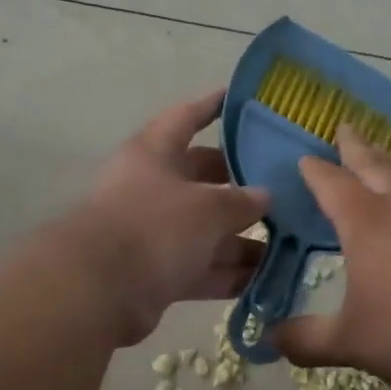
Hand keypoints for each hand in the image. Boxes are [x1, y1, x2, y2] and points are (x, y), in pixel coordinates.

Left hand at [58, 90, 270, 345]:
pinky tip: (268, 278)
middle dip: (240, 184)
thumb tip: (264, 196)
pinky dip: (229, 273)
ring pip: (205, 231)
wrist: (100, 291)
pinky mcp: (156, 274)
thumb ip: (240, 200)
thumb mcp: (207, 207)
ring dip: (242, 239)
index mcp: (154, 154)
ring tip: (291, 241)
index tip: (240, 98)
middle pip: (201, 179)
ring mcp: (152, 234)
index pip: (185, 118)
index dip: (211, 106)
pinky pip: (201, 268)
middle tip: (284, 186)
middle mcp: (151, 189)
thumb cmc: (154, 227)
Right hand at [274, 125, 390, 389]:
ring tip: (378, 165)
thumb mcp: (350, 343)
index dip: (315, 171)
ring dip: (388, 167)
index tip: (304, 158)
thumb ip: (307, 339)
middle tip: (344, 127)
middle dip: (356, 147)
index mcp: (367, 224)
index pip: (333, 185)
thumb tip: (273, 340)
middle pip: (375, 165)